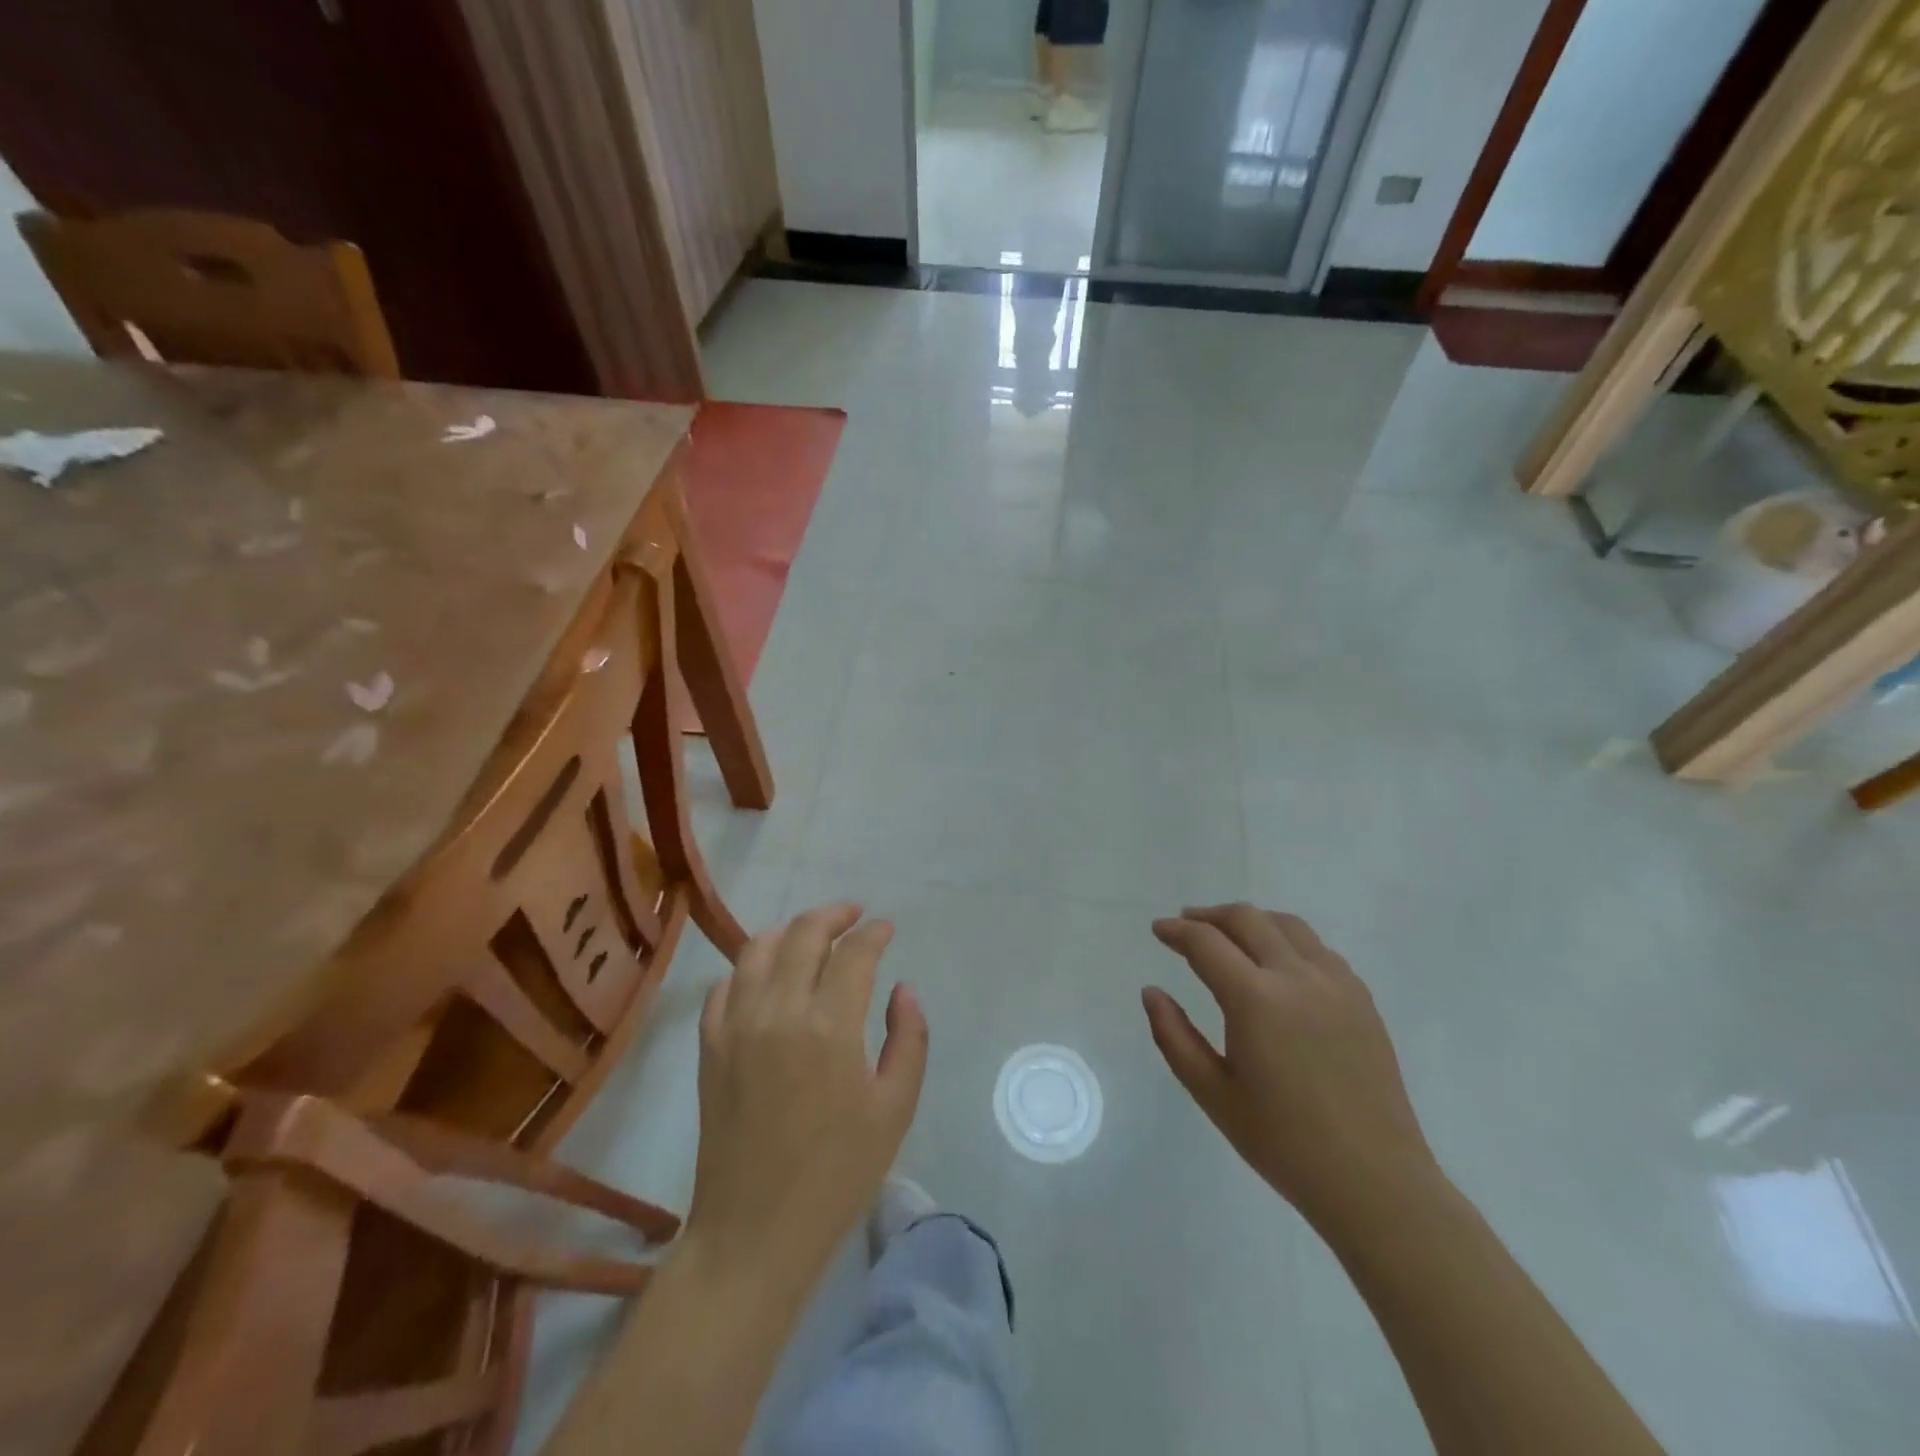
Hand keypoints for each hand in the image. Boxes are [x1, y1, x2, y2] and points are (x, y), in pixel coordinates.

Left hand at [686, 903, 928, 1280]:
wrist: (755, 1233)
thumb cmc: (838, 1174)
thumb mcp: (895, 1108)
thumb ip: (908, 1038)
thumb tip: (902, 989)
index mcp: (830, 1026)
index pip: (854, 953)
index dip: (875, 933)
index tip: (887, 928)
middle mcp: (778, 1011)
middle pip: (804, 934)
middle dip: (835, 915)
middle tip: (855, 916)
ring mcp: (736, 1025)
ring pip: (758, 948)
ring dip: (791, 931)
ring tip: (813, 935)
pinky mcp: (709, 1046)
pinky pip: (725, 985)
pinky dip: (749, 967)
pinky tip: (767, 976)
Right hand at [1144, 904, 1437, 1228]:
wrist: (1374, 1181)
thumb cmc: (1284, 1143)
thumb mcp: (1213, 1093)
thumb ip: (1174, 1036)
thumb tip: (1151, 992)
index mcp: (1256, 1000)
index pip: (1206, 943)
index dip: (1177, 931)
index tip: (1158, 930)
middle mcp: (1297, 977)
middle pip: (1247, 919)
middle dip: (1210, 916)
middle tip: (1186, 926)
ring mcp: (1336, 984)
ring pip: (1286, 925)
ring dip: (1250, 921)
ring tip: (1229, 935)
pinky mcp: (1362, 999)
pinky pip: (1318, 949)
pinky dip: (1287, 940)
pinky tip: (1277, 963)